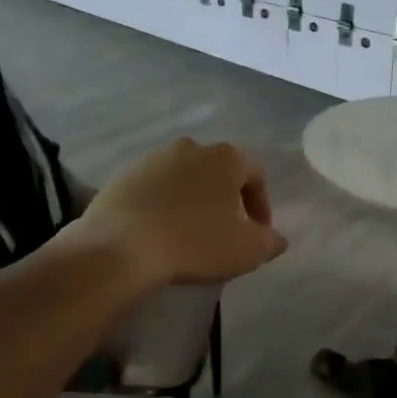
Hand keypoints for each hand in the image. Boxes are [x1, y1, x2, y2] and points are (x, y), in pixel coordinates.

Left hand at [72, 139, 288, 287]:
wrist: (121, 247)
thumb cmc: (195, 242)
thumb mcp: (248, 250)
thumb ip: (270, 241)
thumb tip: (276, 238)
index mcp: (226, 157)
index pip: (255, 175)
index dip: (261, 205)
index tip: (258, 233)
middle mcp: (192, 147)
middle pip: (218, 172)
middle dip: (225, 199)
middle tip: (225, 231)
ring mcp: (154, 158)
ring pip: (184, 178)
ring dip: (192, 200)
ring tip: (189, 233)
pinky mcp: (124, 175)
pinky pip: (154, 189)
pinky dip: (162, 205)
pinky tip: (159, 233)